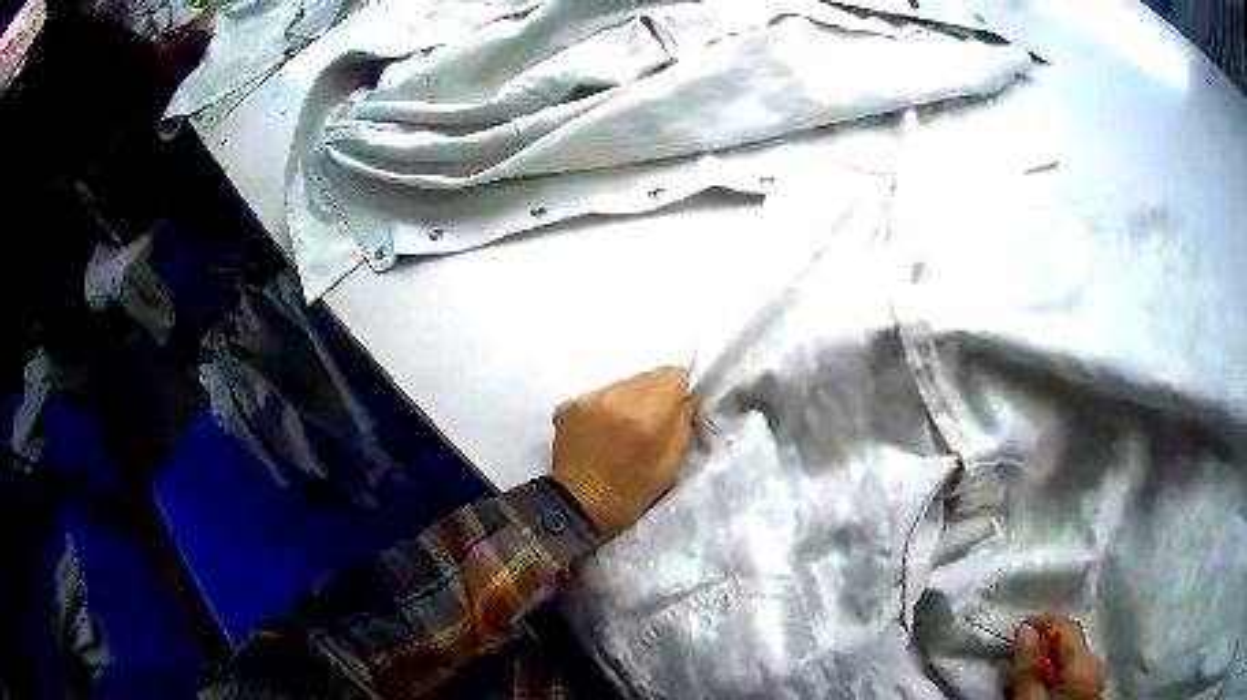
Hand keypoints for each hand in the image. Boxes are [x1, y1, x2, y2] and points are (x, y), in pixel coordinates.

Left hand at [551, 367, 698, 537]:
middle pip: (646, 377)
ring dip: (628, 400)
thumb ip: (684, 424)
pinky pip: (598, 395)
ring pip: (621, 384)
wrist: (576, 507)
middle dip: (653, 395)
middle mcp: (615, 398)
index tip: (675, 410)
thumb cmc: (631, 492)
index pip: (673, 375)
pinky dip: (604, 408)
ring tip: (622, 429)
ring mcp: (588, 399)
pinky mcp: (568, 405)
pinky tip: (600, 432)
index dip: (678, 391)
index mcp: (646, 415)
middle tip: (649, 423)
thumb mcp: (671, 465)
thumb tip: (687, 398)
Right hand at [1012, 615, 1105, 699]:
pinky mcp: (1089, 693)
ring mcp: (1095, 680)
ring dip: (1049, 662)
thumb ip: (1028, 666)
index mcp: (1086, 664)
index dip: (1043, 623)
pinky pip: (1073, 673)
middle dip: (1045, 647)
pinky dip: (1056, 675)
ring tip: (1026, 676)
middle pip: (1071, 644)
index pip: (1067, 628)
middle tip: (1017, 658)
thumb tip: (1025, 629)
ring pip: (1071, 659)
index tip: (1017, 629)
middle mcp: (1097, 665)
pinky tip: (1042, 688)